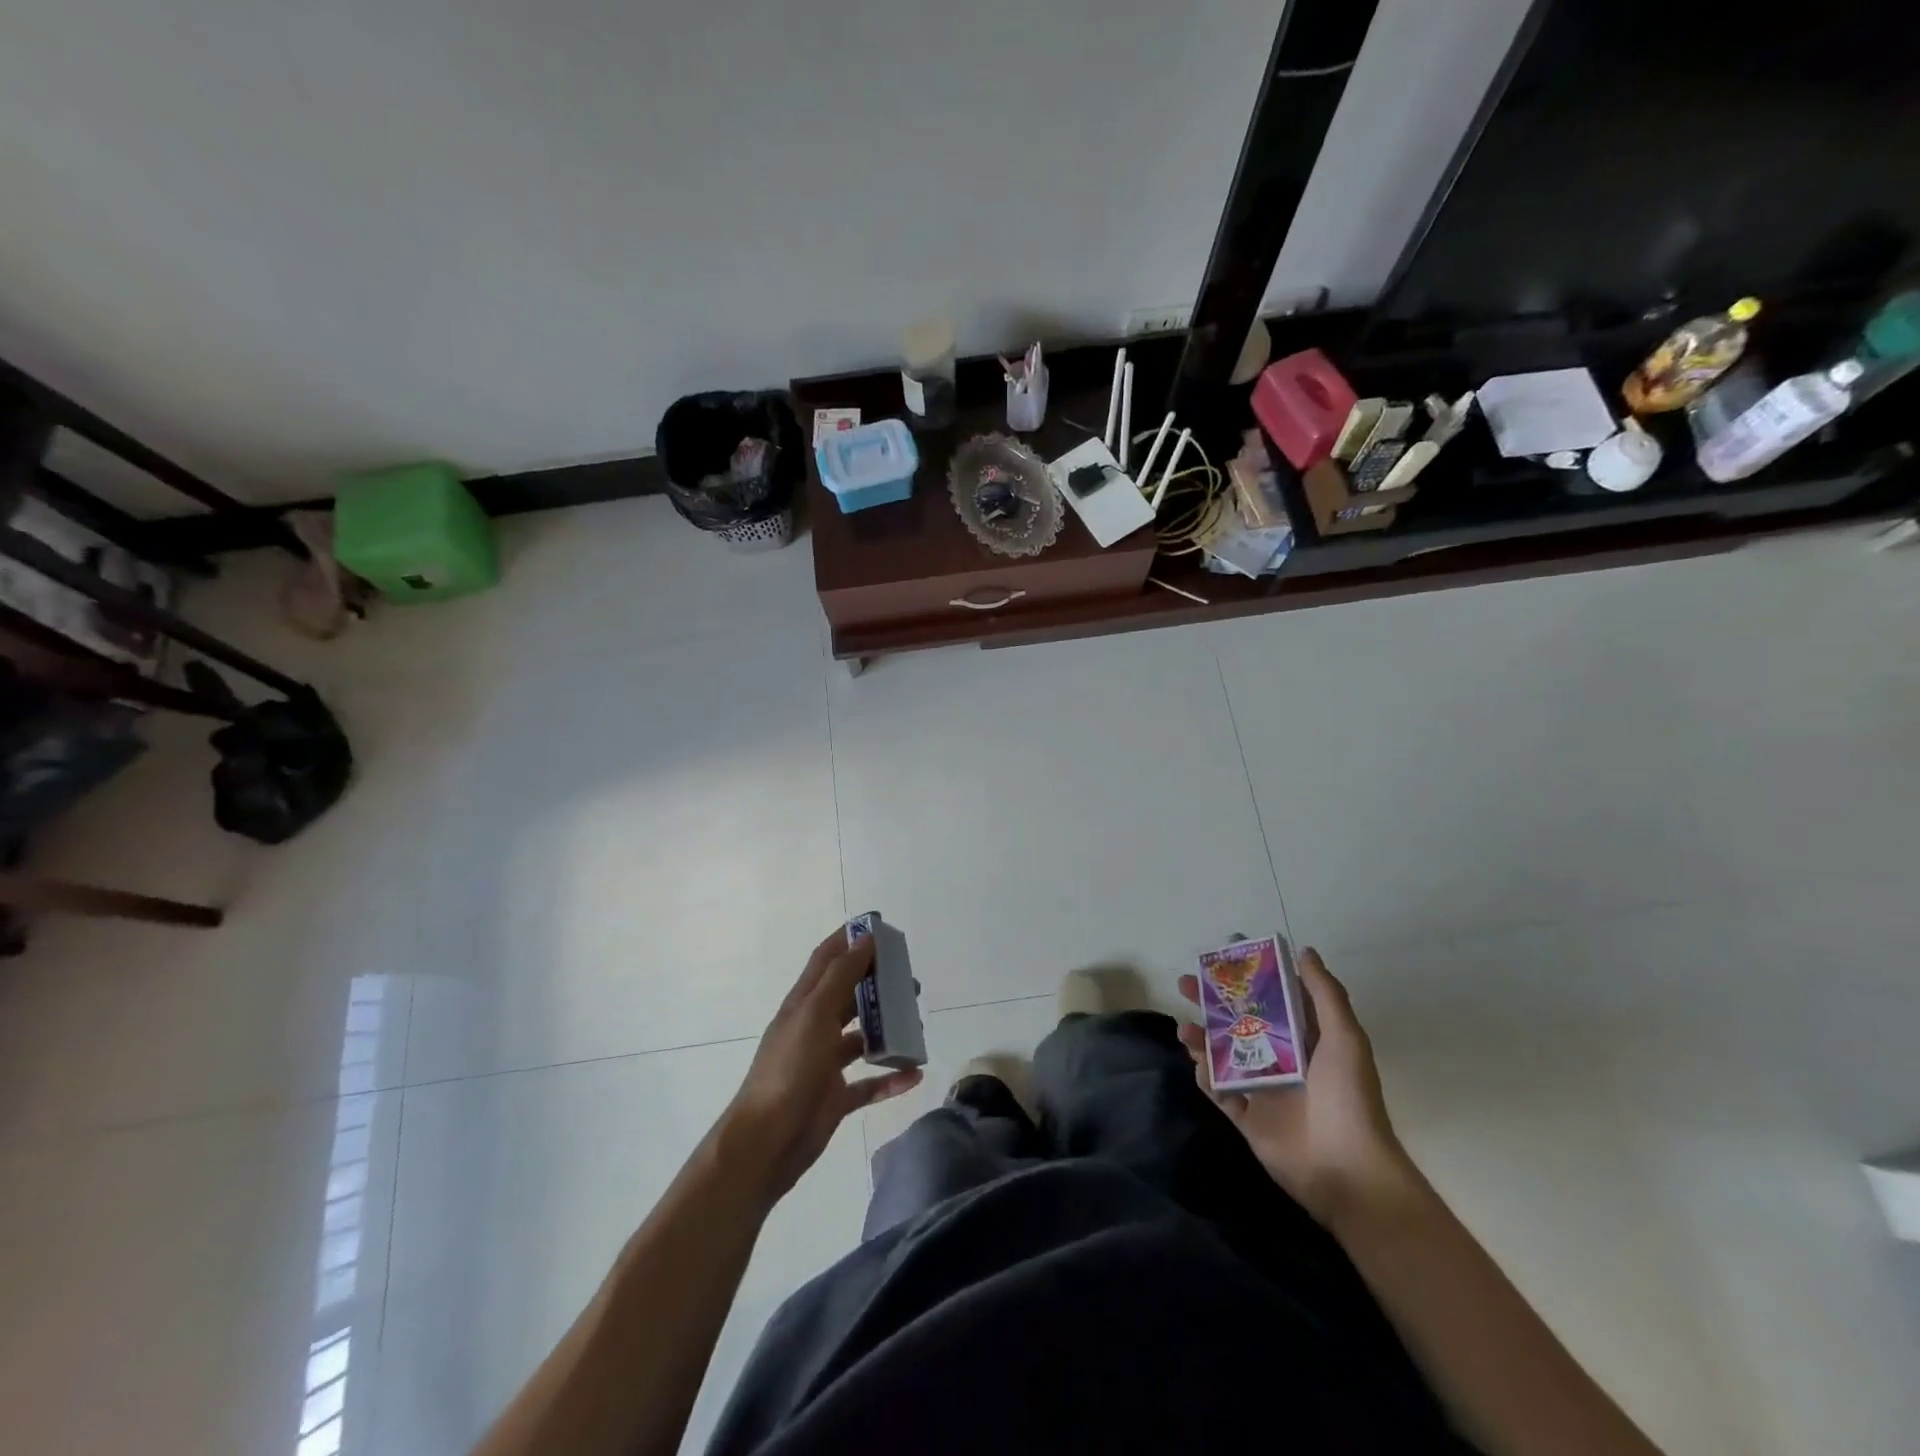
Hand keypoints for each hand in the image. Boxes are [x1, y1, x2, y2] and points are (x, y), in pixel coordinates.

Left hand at [723, 927, 922, 1200]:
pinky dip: (891, 1077)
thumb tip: (865, 938)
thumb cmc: (789, 1071)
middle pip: (849, 996)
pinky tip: (914, 1073)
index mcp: (804, 1004)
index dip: (849, 939)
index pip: (827, 959)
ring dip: (888, 1029)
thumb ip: (840, 976)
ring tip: (916, 1023)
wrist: (766, 1143)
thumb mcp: (814, 1015)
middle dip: (877, 983)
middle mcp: (814, 1028)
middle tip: (909, 981)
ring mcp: (824, 1065)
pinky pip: (869, 1083)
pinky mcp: (834, 1099)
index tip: (880, 926)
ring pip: (862, 1039)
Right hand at [1178, 947, 1412, 1228]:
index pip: (1271, 998)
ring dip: (1202, 1038)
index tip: (1222, 955)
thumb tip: (1305, 951)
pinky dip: (1206, 1077)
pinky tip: (1199, 1065)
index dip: (1247, 976)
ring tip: (1185, 1028)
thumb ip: (1325, 994)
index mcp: (1305, 1039)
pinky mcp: (1247, 1118)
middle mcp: (1281, 1059)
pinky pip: (1219, 1092)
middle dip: (1212, 1002)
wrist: (1348, 1169)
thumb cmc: (1348, 1097)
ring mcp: (1263, 1089)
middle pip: (1238, 1022)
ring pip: (1222, 1055)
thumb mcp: (1345, 1038)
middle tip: (1185, 984)